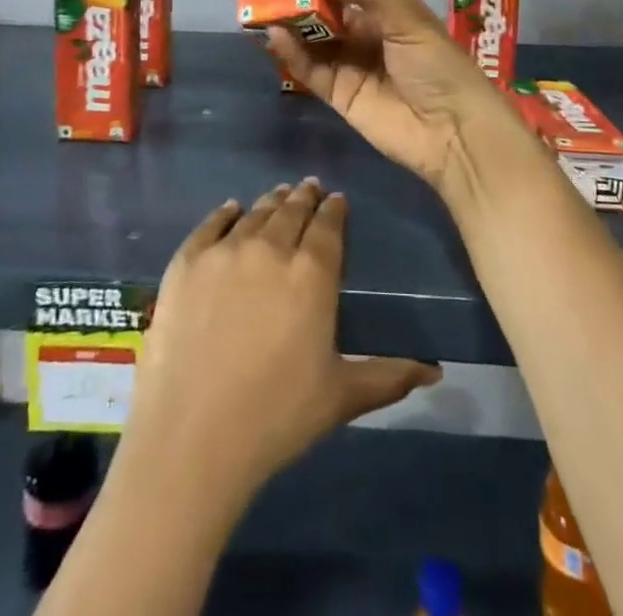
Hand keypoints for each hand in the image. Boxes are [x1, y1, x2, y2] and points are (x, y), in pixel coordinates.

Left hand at [127, 181, 439, 503]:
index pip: (328, 226)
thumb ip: (389, 376)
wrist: (193, 435)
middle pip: (291, 211)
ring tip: (279, 194)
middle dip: (304, 197)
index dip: (334, 209)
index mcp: (312, 274)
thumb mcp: (341, 396)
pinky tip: (232, 209)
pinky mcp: (186, 262)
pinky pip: (210, 225)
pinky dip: (225, 213)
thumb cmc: (277, 416)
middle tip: (310, 187)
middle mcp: (271, 249)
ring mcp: (224, 251)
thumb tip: (435, 370)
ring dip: (271, 202)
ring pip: (255, 213)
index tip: (337, 199)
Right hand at [267, 0, 521, 191]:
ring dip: (292, 24)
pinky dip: (292, 54)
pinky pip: (310, 70)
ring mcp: (351, 65)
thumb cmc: (436, 63)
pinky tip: (275, 36)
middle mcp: (367, 35)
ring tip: (264, 5)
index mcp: (389, 12)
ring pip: (314, 40)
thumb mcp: (405, 16)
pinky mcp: (338, 95)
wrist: (452, 131)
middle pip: (327, 12)